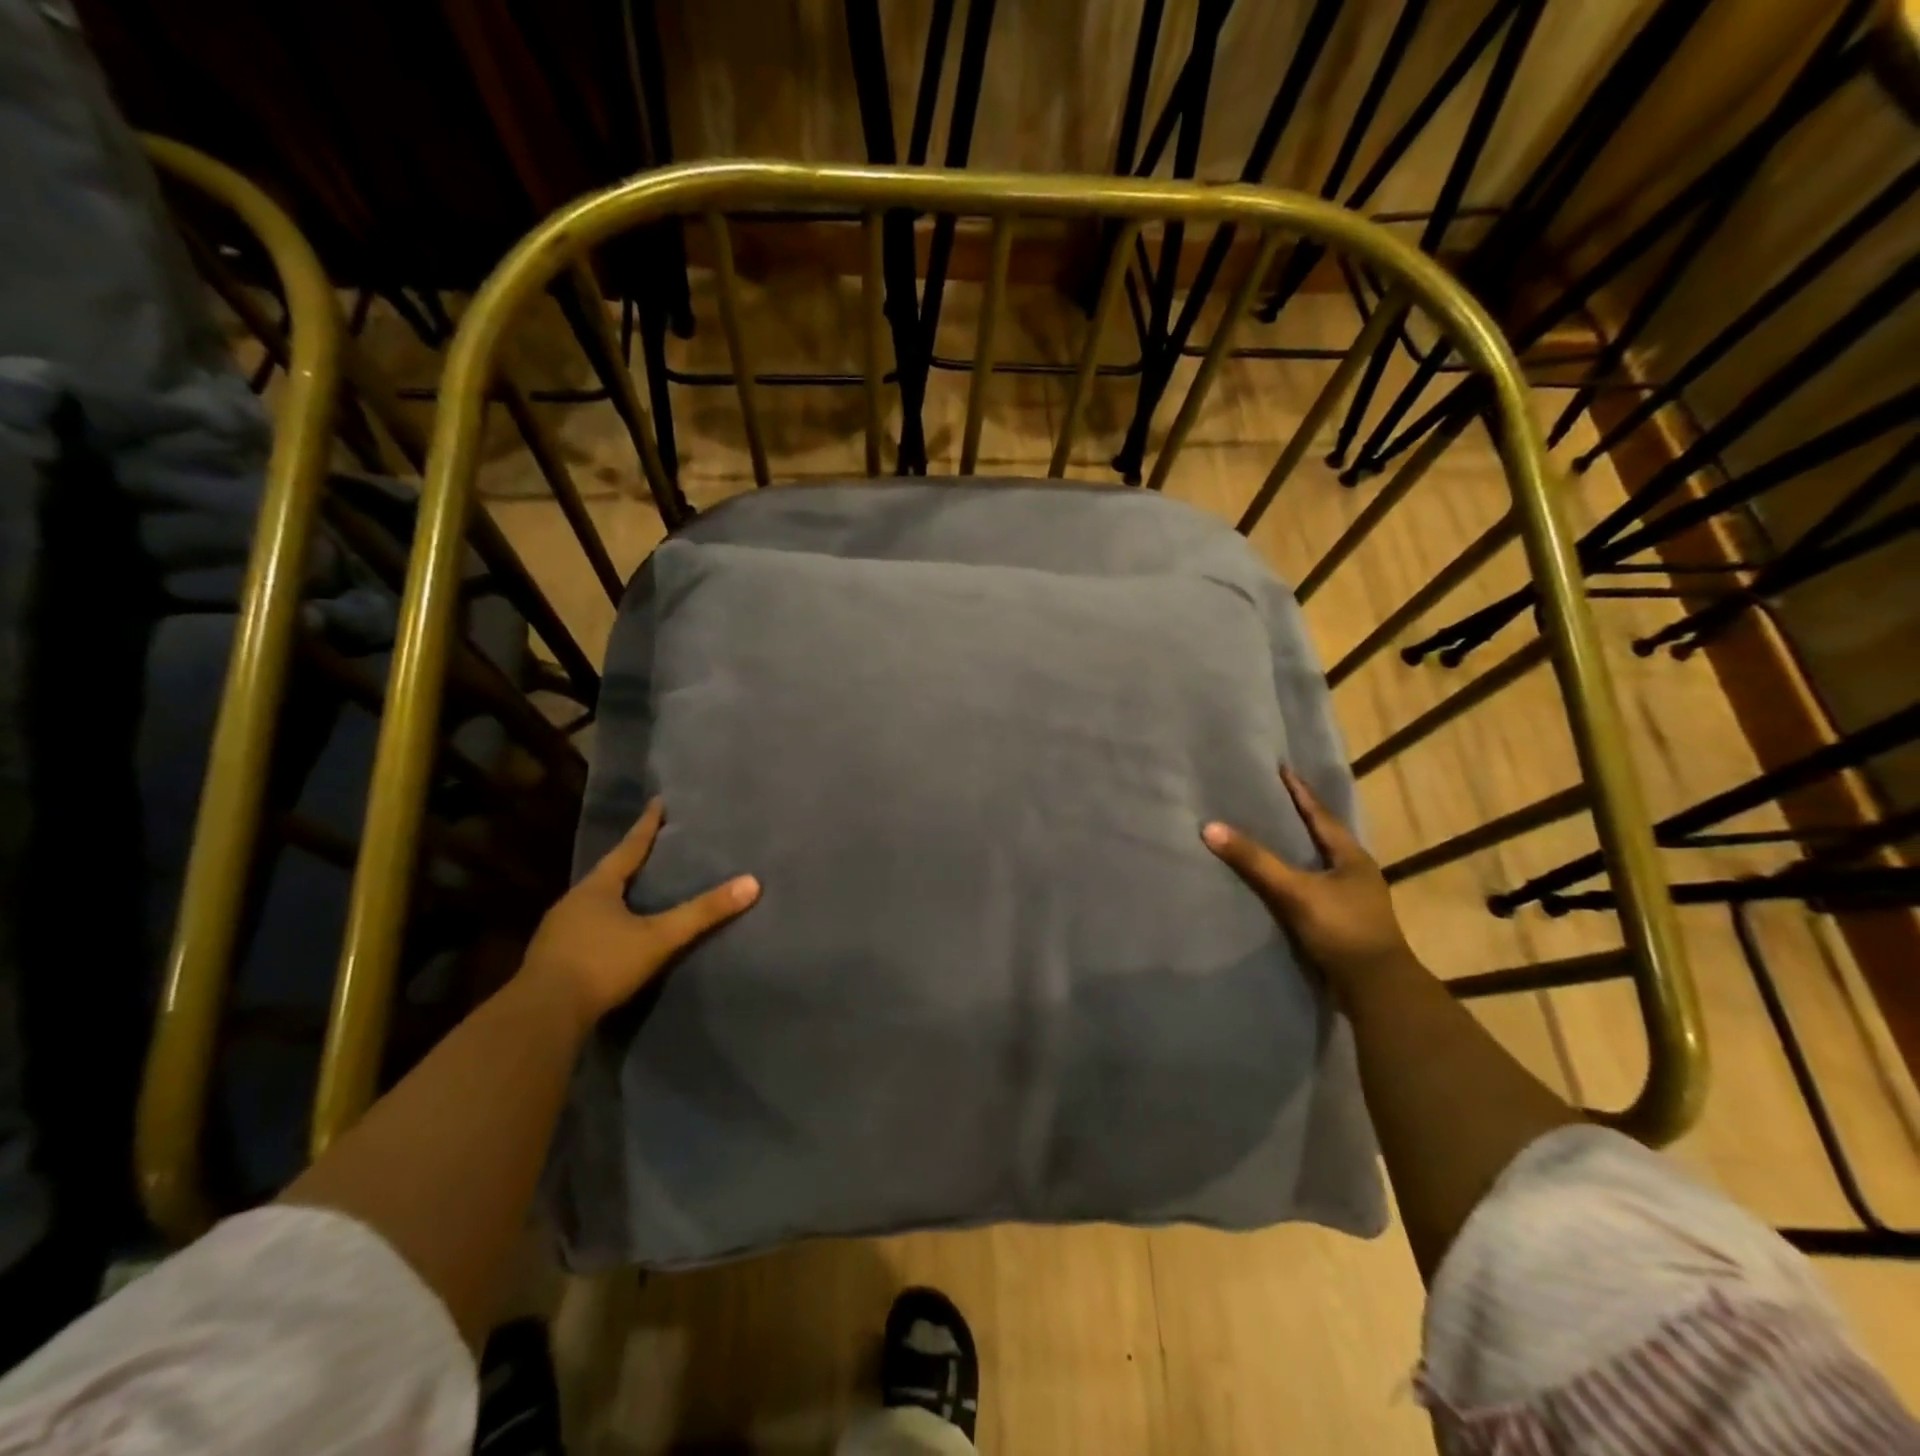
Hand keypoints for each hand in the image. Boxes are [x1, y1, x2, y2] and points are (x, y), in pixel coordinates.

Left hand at [520, 799, 758, 1029]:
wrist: (542, 1015)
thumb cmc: (602, 964)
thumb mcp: (660, 937)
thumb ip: (703, 912)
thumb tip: (752, 883)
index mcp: (598, 887)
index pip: (629, 848)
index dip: (647, 825)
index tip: (658, 802)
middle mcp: (573, 901)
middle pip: (608, 873)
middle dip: (629, 861)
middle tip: (651, 849)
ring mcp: (557, 930)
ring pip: (593, 902)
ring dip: (614, 895)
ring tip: (634, 892)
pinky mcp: (552, 957)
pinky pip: (583, 928)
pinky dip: (602, 924)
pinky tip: (612, 935)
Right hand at [1202, 768, 1413, 999]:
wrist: (1376, 988)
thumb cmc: (1341, 930)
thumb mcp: (1294, 892)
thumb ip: (1254, 861)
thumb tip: (1210, 828)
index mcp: (1351, 856)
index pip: (1320, 815)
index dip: (1299, 793)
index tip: (1283, 769)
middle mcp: (1356, 872)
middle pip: (1324, 836)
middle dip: (1300, 818)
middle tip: (1274, 799)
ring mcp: (1355, 899)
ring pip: (1322, 864)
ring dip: (1300, 850)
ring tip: (1275, 837)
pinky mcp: (1346, 922)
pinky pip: (1317, 888)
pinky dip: (1299, 878)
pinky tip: (1283, 882)